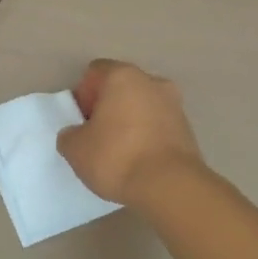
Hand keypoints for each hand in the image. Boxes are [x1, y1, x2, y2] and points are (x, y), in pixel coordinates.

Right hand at [58, 60, 203, 207]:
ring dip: (130, 121)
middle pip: (121, 87)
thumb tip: (75, 134)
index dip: (84, 95)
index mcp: (122, 75)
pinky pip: (159, 125)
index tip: (82, 121)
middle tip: (97, 135)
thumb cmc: (117, 157)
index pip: (95, 72)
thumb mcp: (76, 149)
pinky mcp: (188, 129)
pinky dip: (148, 136)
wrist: (171, 187)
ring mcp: (174, 104)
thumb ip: (69, 135)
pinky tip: (140, 161)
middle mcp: (151, 81)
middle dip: (108, 106)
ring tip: (120, 152)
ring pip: (143, 105)